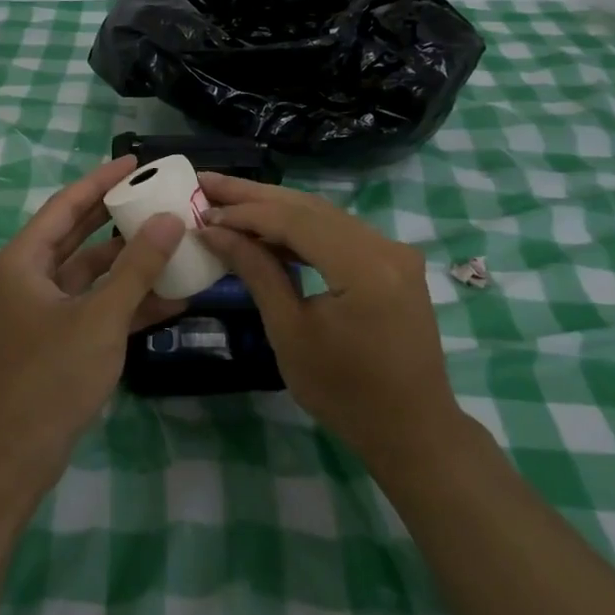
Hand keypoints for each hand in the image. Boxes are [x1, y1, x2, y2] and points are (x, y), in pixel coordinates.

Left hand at [0, 157, 185, 489]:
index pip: (67, 204)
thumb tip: (170, 220)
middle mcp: (30, 277)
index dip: (101, 180)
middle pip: (79, 234)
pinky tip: (172, 297)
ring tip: (176, 242)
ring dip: (130, 263)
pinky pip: (96, 306)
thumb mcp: (100, 317)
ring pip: (92, 273)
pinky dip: (128, 301)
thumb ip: (137, 267)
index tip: (136, 161)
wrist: (11, 457)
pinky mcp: (58, 339)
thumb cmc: (49, 376)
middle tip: (160, 196)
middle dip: (119, 216)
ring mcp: (43, 310)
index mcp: (25, 260)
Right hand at [197, 173, 458, 463]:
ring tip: (227, 200)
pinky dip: (300, 228)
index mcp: (364, 266)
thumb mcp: (290, 332)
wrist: (412, 431)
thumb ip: (256, 271)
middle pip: (309, 207)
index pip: (295, 220)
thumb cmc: (344, 393)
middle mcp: (385, 246)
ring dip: (274, 208)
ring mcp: (394, 251)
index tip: (202, 212)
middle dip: (254, 196)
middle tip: (206, 183)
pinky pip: (338, 231)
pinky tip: (267, 228)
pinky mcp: (392, 262)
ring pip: (323, 214)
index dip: (245, 212)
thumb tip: (214, 231)